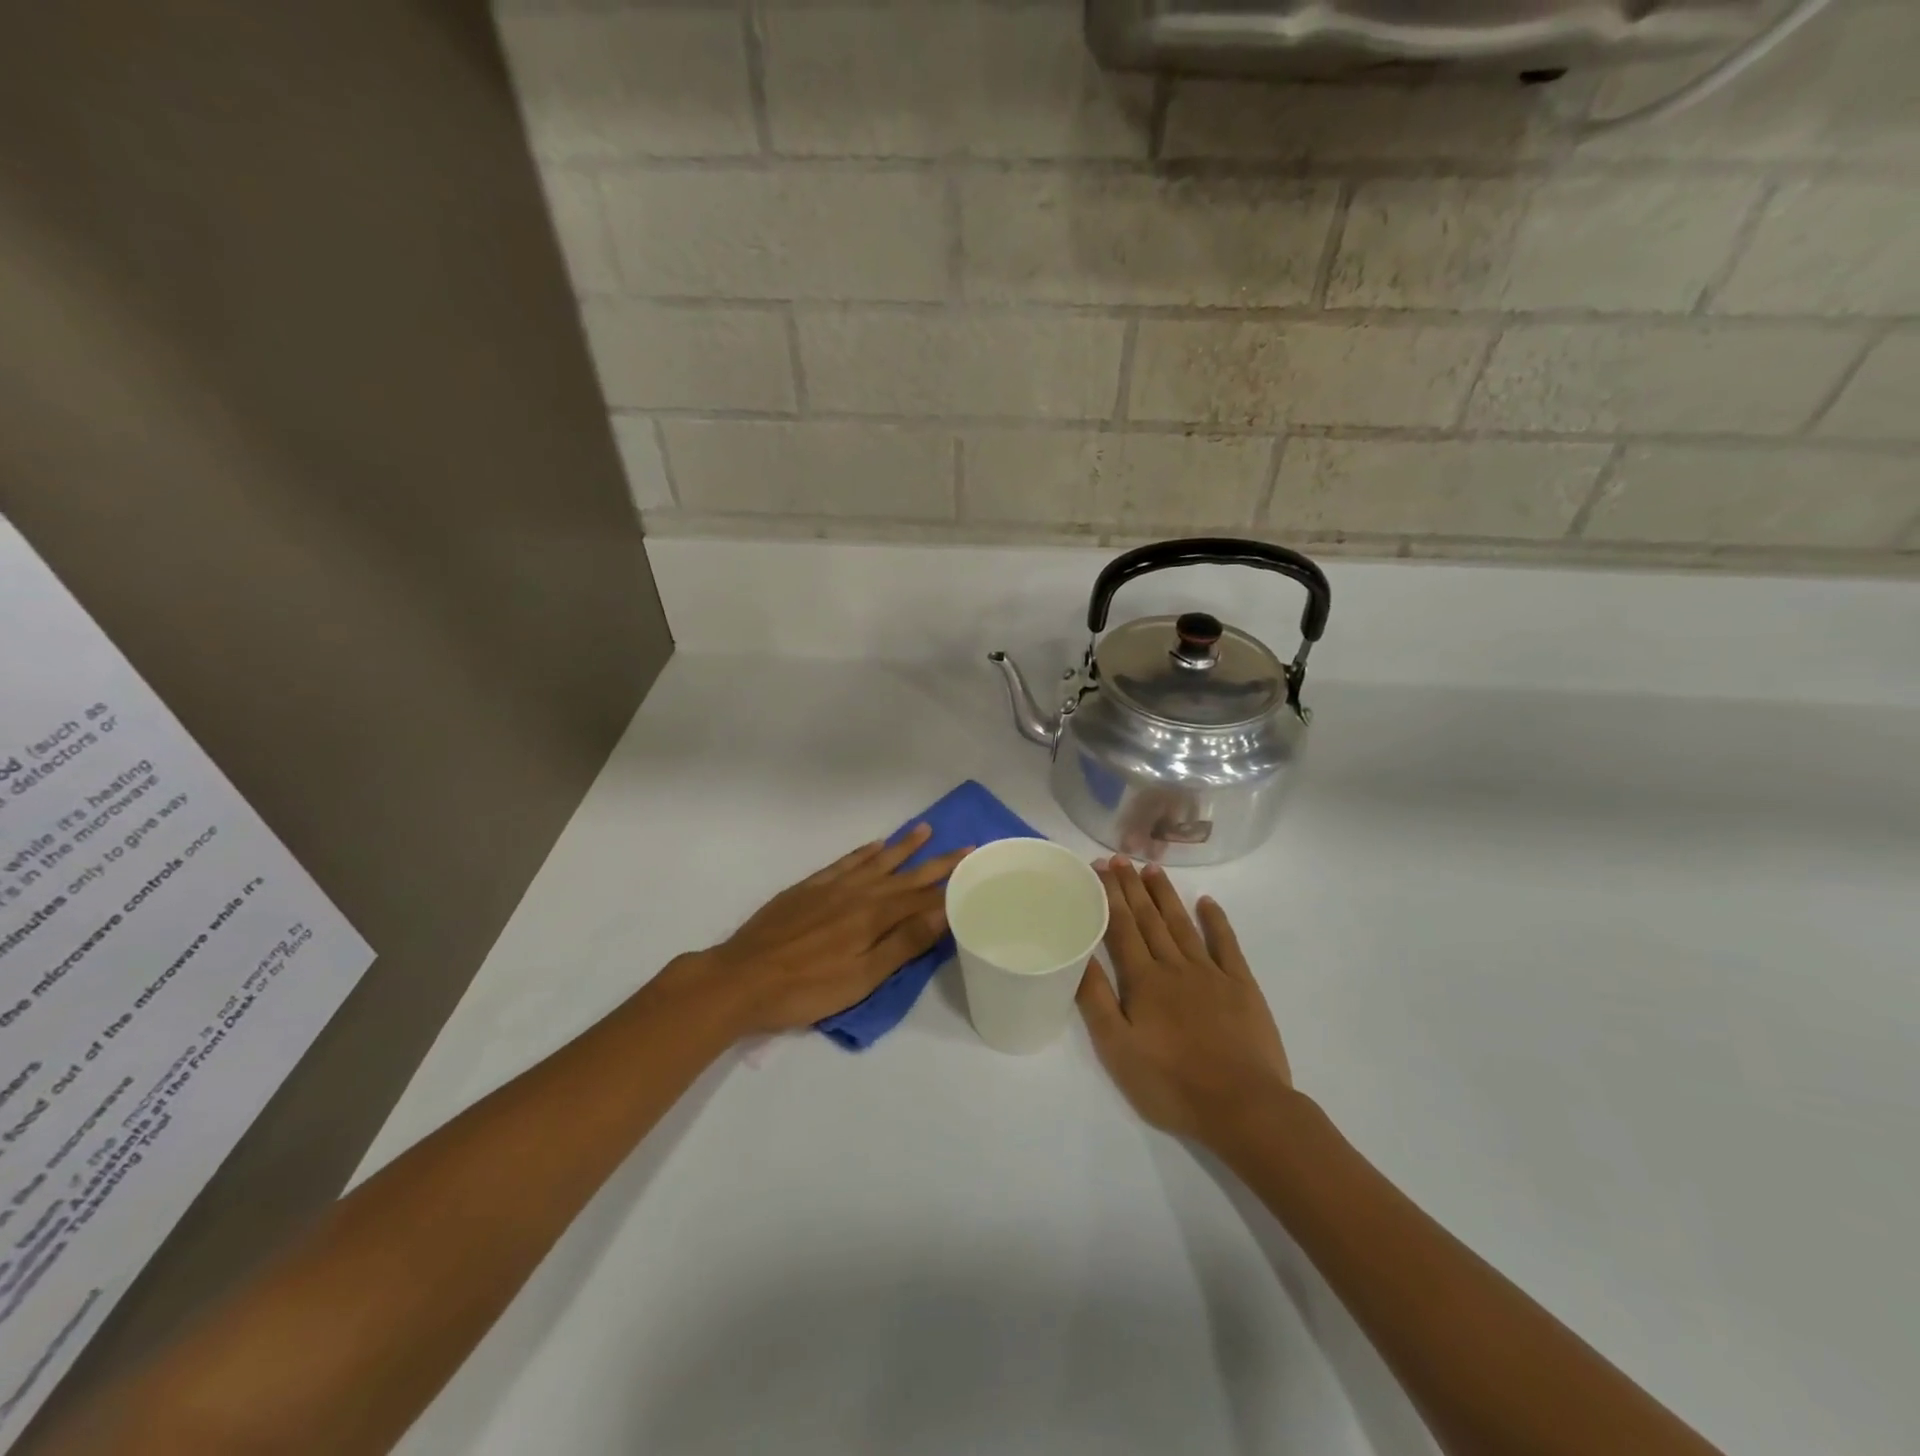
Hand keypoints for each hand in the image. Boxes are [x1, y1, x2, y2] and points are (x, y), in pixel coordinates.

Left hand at [687, 825, 969, 1036]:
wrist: (742, 978)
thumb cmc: (806, 988)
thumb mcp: (862, 977)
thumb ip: (903, 943)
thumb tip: (943, 912)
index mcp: (874, 916)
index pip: (922, 895)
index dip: (950, 882)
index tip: (975, 864)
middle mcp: (858, 892)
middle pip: (905, 874)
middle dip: (936, 861)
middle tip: (964, 845)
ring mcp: (831, 887)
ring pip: (876, 861)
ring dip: (903, 846)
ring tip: (925, 829)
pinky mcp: (808, 887)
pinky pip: (844, 862)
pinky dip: (862, 852)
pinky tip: (874, 845)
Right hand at [1076, 857, 1292, 1143]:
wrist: (1243, 1106)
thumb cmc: (1172, 1083)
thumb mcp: (1118, 1049)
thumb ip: (1097, 1000)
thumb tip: (1077, 954)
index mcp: (1143, 981)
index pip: (1121, 927)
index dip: (1109, 896)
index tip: (1098, 868)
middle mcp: (1174, 966)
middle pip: (1149, 919)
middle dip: (1132, 887)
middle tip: (1119, 858)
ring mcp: (1211, 973)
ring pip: (1182, 924)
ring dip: (1165, 895)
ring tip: (1152, 869)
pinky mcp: (1242, 986)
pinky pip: (1226, 944)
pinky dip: (1216, 920)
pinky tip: (1207, 902)